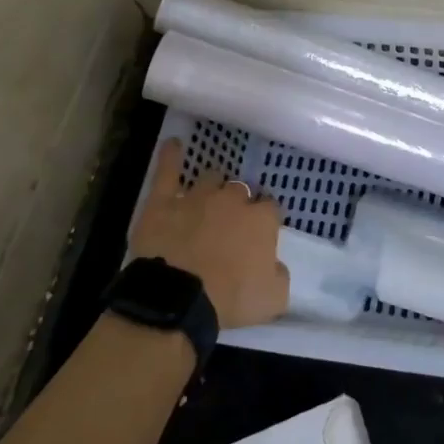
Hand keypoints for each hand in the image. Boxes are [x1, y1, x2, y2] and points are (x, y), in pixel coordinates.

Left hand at [129, 140, 288, 329]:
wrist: (179, 298)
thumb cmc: (230, 299)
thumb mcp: (274, 298)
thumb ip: (280, 275)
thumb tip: (276, 265)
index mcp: (261, 220)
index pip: (270, 208)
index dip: (264, 220)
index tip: (259, 234)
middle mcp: (233, 200)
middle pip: (240, 191)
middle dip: (238, 203)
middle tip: (231, 223)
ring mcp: (197, 196)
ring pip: (210, 178)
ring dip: (212, 186)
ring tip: (208, 197)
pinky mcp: (164, 201)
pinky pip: (167, 171)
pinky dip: (170, 156)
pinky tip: (173, 144)